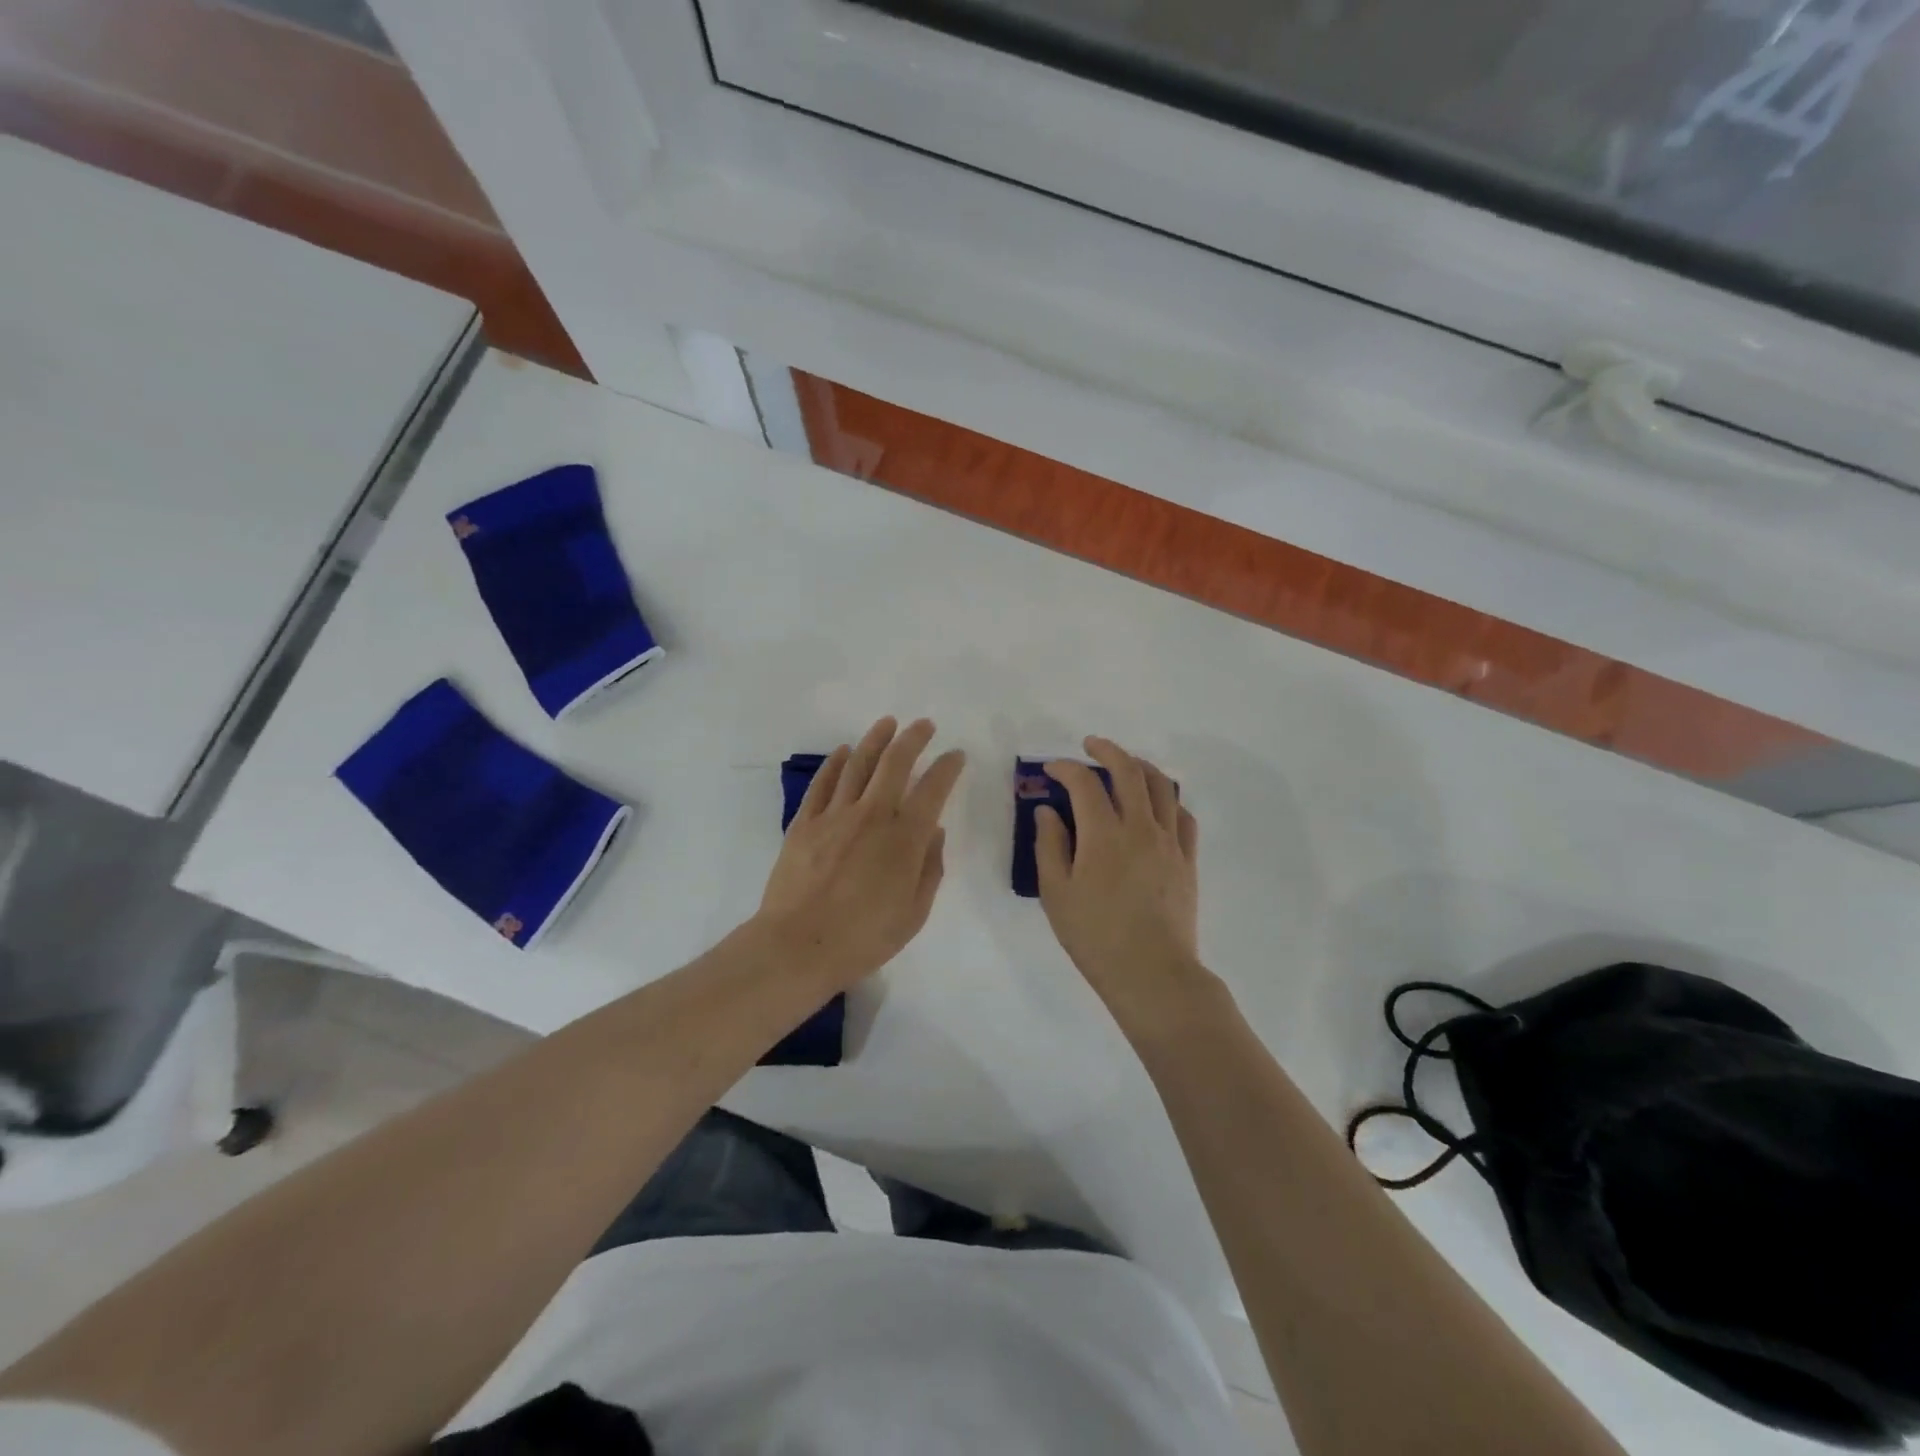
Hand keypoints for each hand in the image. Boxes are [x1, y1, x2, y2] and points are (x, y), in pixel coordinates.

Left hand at [757, 716, 965, 988]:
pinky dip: (835, 763)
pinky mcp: (805, 823)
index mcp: (904, 838)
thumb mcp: (913, 914)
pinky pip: (823, 783)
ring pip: (858, 764)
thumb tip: (935, 833)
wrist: (798, 946)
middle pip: (895, 763)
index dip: (948, 767)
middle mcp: (872, 815)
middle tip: (924, 725)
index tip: (956, 755)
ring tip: (887, 723)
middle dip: (913, 738)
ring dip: (875, 739)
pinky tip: (844, 752)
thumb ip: (929, 869)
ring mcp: (834, 815)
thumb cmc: (863, 938)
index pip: (933, 789)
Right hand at [1036, 737, 1206, 1023]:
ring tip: (1125, 765)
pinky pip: (1183, 815)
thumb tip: (1048, 811)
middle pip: (1129, 771)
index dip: (1065, 768)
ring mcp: (1170, 842)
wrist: (1152, 973)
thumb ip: (1050, 846)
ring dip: (1141, 767)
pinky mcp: (1187, 860)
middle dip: (1107, 750)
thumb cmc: (1095, 936)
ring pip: (1163, 786)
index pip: (1084, 783)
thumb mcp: (1056, 894)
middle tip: (1090, 746)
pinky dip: (1168, 800)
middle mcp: (1141, 827)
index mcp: (1104, 834)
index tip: (1052, 769)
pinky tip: (1157, 806)